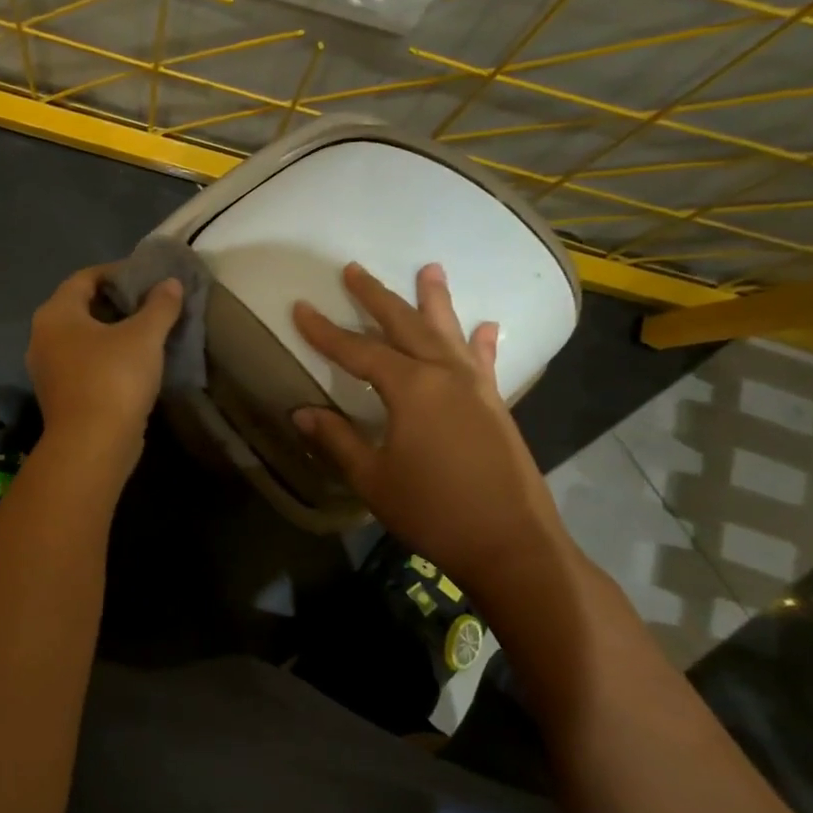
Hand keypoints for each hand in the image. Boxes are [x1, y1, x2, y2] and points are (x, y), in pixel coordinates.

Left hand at [27, 265, 181, 463]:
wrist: (92, 446)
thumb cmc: (114, 379)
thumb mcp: (144, 336)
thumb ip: (159, 305)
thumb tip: (170, 283)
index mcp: (56, 313)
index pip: (85, 277)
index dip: (116, 272)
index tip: (146, 276)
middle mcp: (43, 336)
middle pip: (81, 307)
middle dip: (116, 302)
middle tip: (150, 302)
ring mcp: (48, 368)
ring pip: (82, 338)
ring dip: (112, 331)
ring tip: (147, 330)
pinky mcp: (60, 395)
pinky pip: (84, 363)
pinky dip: (106, 356)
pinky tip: (134, 362)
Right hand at [292, 262, 577, 594]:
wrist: (512, 544)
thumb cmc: (434, 511)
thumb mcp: (373, 479)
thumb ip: (338, 440)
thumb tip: (301, 412)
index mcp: (410, 388)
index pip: (357, 351)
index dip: (325, 331)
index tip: (300, 307)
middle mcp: (444, 374)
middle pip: (404, 325)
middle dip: (376, 296)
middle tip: (354, 269)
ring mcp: (476, 387)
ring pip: (448, 332)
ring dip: (435, 300)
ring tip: (430, 269)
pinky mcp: (496, 405)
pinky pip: (484, 362)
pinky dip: (482, 342)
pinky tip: (487, 327)